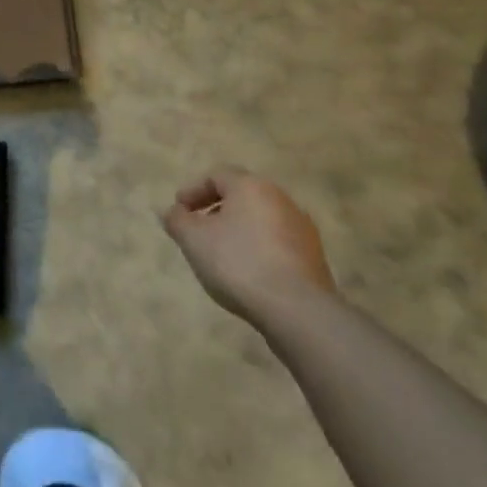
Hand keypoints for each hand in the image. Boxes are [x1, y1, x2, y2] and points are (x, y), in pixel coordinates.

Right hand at [160, 168, 336, 326]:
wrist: (298, 311)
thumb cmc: (239, 263)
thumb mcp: (193, 240)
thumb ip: (176, 220)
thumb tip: (172, 212)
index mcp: (251, 186)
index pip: (216, 175)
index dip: (193, 191)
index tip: (179, 211)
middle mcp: (280, 199)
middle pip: (241, 196)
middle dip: (215, 210)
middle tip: (198, 230)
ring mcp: (302, 229)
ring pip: (260, 220)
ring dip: (238, 230)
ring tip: (221, 254)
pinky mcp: (314, 257)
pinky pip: (277, 243)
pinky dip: (258, 249)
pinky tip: (247, 272)